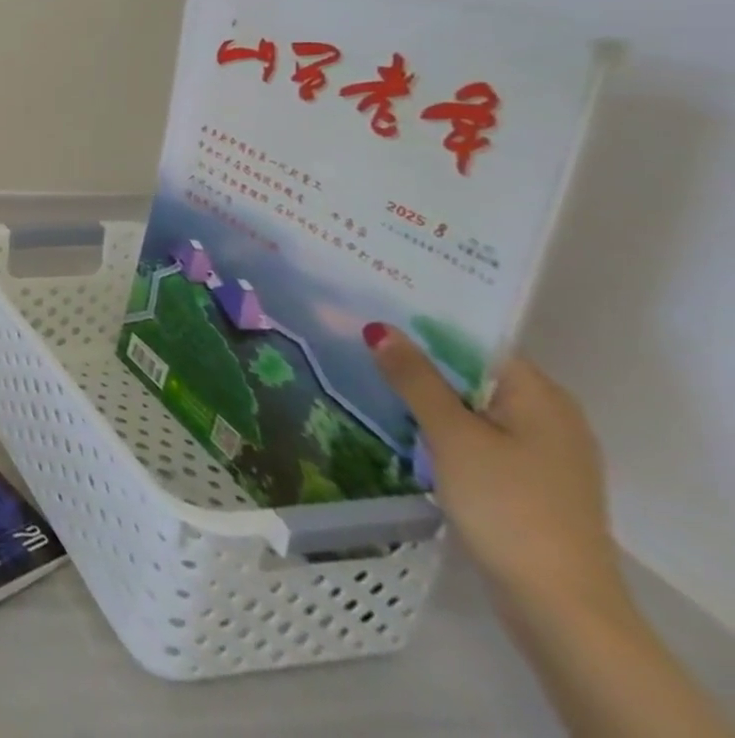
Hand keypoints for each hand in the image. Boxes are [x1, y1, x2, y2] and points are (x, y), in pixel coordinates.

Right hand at [367, 325, 624, 618]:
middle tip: (356, 335)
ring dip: (423, 392)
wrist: (558, 606)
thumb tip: (380, 327)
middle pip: (472, 371)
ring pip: (469, 403)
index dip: (423, 322)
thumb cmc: (507, 505)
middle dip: (417, 357)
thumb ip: (415, 378)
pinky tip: (397, 420)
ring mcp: (540, 452)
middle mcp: (549, 416)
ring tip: (364, 371)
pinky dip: (438, 423)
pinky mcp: (525, 480)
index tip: (371, 307)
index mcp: (542, 397)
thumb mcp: (452, 435)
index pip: (475, 340)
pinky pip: (474, 432)